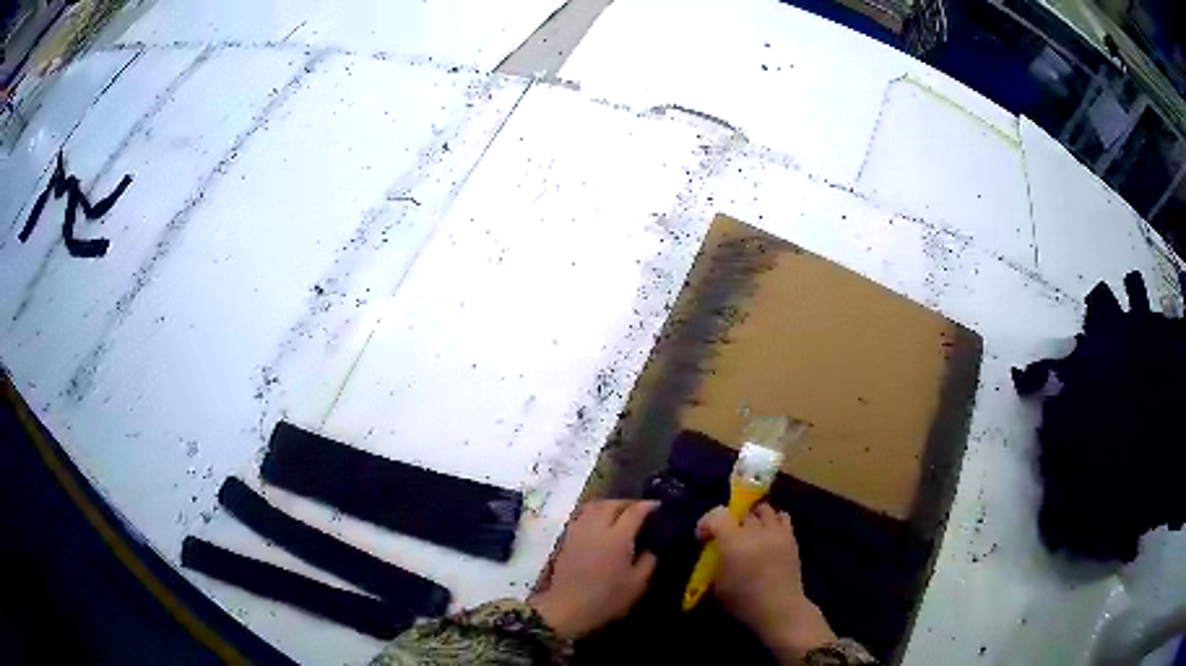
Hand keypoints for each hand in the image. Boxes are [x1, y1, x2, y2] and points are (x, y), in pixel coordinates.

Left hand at [530, 500, 657, 638]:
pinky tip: (602, 525)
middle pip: (613, 504)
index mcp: (617, 537)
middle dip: (629, 503)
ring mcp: (579, 531)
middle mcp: (597, 528)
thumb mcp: (637, 585)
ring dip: (610, 505)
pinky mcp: (567, 538)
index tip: (660, 507)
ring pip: (595, 506)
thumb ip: (648, 562)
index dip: (649, 506)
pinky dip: (595, 513)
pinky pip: (583, 515)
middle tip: (641, 510)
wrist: (567, 607)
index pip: (635, 511)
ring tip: (621, 514)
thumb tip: (653, 547)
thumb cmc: (606, 599)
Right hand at [697, 504, 835, 662]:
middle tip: (728, 538)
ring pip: (763, 509)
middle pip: (740, 512)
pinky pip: (783, 516)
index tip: (703, 538)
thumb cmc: (744, 601)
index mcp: (733, 542)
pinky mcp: (791, 537)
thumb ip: (715, 563)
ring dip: (753, 517)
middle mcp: (755, 531)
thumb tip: (716, 554)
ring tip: (750, 531)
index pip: (717, 514)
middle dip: (731, 522)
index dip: (707, 522)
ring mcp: (776, 532)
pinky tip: (769, 533)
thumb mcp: (718, 585)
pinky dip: (774, 520)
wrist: (779, 607)